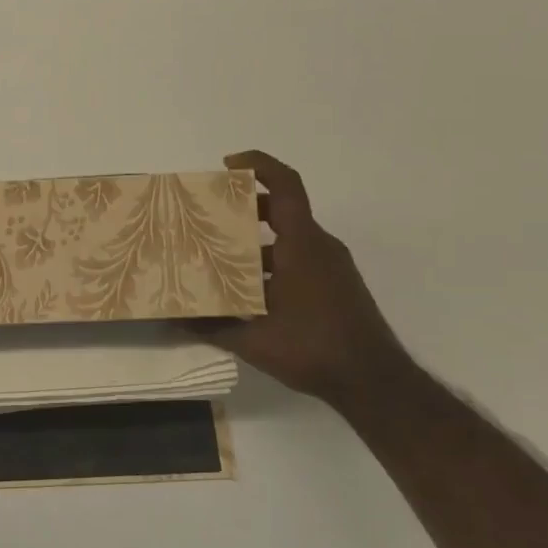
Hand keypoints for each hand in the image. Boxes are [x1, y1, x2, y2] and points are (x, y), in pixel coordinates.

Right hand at [200, 150, 410, 399]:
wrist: (375, 383)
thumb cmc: (313, 348)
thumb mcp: (253, 341)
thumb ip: (212, 327)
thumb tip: (172, 320)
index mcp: (302, 245)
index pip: (286, 185)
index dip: (258, 165)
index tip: (227, 164)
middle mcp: (320, 247)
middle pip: (283, 209)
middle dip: (247, 205)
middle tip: (211, 213)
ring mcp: (332, 267)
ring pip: (290, 237)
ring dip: (257, 240)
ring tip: (221, 255)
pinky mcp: (336, 285)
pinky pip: (300, 257)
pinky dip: (273, 260)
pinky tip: (249, 289)